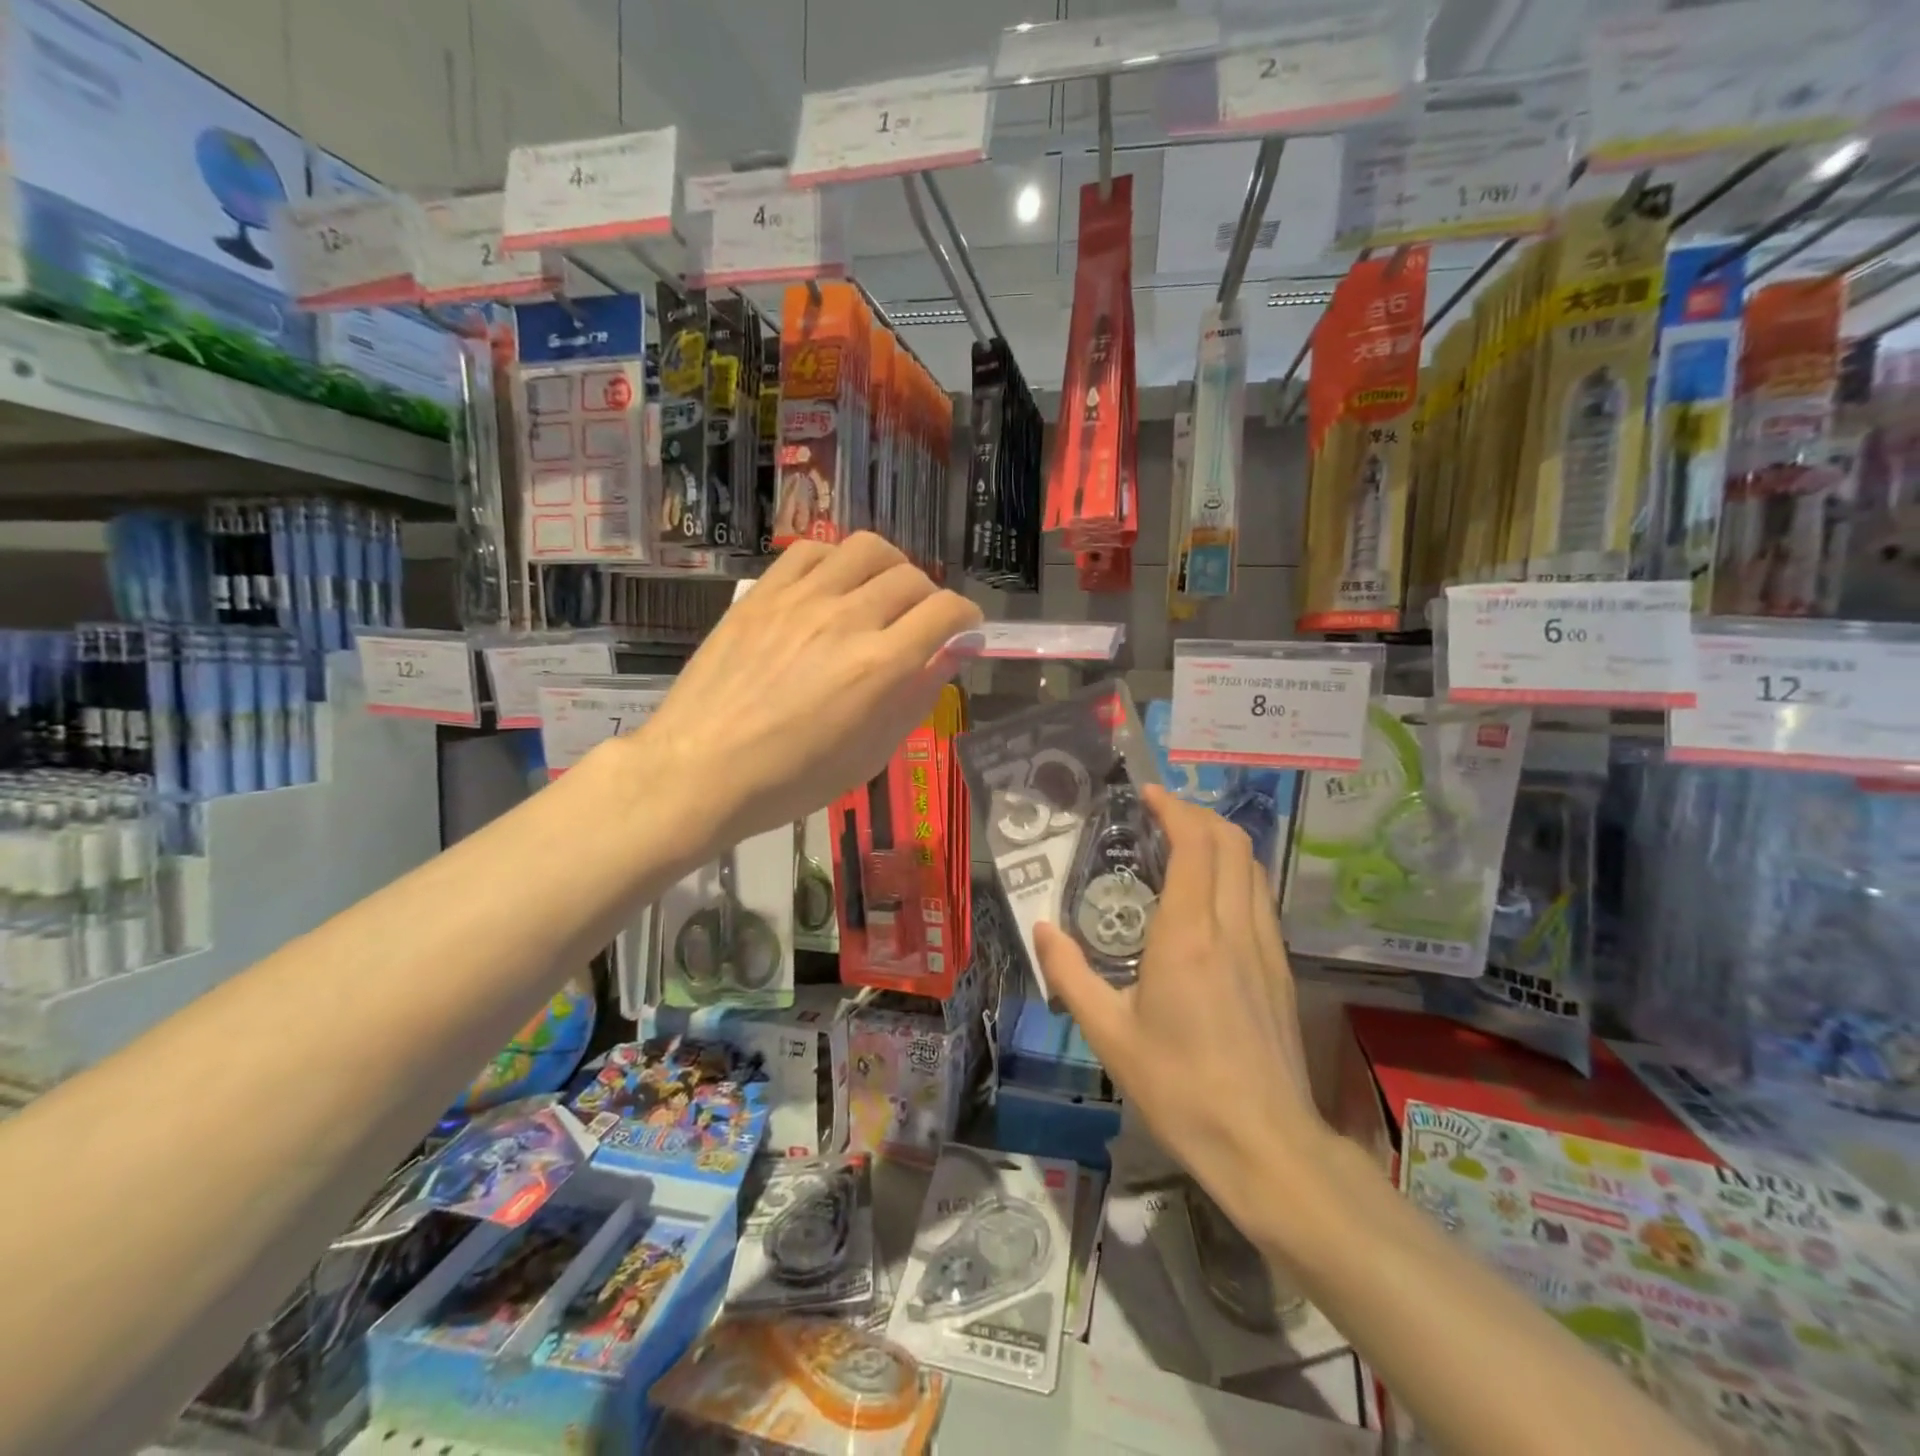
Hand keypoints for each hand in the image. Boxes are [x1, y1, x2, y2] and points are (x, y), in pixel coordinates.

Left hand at [630, 533, 980, 854]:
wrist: (700, 770)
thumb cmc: (791, 779)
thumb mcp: (870, 754)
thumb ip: (916, 698)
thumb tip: (950, 656)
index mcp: (880, 666)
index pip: (945, 612)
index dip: (966, 617)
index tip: (964, 630)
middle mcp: (847, 619)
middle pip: (912, 577)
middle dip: (931, 598)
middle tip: (921, 623)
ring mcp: (801, 599)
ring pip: (867, 549)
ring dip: (890, 566)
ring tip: (881, 592)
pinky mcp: (763, 593)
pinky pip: (811, 550)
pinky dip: (837, 560)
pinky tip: (834, 585)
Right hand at [1036, 787, 1326, 1228]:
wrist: (1265, 1145)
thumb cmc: (1179, 1088)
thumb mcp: (1109, 1034)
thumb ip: (1070, 974)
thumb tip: (1041, 928)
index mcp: (1187, 934)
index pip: (1194, 844)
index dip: (1173, 809)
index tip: (1147, 795)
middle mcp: (1233, 927)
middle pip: (1231, 842)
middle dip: (1197, 814)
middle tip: (1160, 815)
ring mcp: (1265, 946)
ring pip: (1253, 866)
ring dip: (1220, 841)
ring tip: (1183, 846)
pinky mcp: (1281, 968)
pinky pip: (1261, 897)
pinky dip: (1236, 872)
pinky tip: (1211, 897)